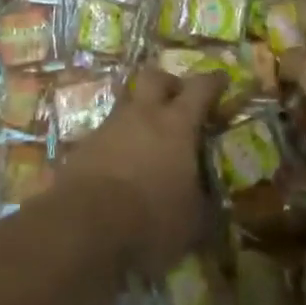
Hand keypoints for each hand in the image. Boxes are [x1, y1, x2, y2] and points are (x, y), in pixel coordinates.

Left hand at [54, 69, 225, 276]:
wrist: (83, 227)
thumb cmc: (151, 219)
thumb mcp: (193, 225)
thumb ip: (207, 208)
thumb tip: (216, 205)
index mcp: (177, 124)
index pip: (200, 88)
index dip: (213, 81)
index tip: (222, 79)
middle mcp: (142, 114)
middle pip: (155, 77)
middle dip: (169, 83)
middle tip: (178, 100)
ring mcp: (109, 127)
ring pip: (126, 104)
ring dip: (139, 114)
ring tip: (147, 140)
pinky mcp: (82, 147)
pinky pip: (105, 134)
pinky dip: (116, 144)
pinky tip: (120, 167)